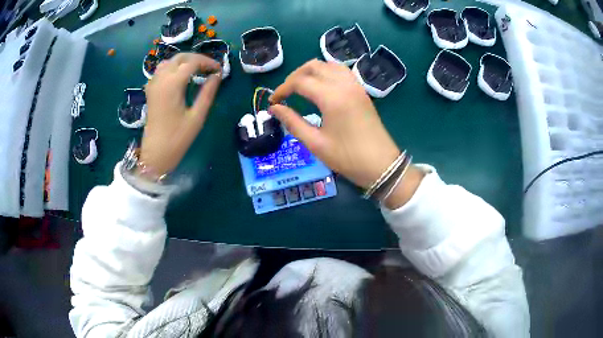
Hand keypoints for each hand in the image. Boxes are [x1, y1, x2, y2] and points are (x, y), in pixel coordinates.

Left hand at [140, 53, 221, 177]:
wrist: (155, 154)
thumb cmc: (177, 138)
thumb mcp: (197, 116)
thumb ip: (207, 93)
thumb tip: (217, 75)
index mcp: (173, 84)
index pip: (192, 62)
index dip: (208, 62)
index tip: (219, 69)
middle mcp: (161, 79)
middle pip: (180, 58)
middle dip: (196, 59)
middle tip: (209, 68)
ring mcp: (153, 84)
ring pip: (169, 62)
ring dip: (183, 62)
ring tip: (196, 70)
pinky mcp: (150, 91)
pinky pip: (160, 71)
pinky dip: (172, 68)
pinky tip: (179, 77)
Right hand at [269, 60, 422, 207]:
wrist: (382, 165)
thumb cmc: (348, 158)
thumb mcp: (315, 143)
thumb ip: (292, 122)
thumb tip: (274, 109)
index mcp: (332, 97)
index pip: (300, 82)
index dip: (282, 89)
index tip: (273, 102)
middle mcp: (344, 85)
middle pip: (313, 66)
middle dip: (295, 76)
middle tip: (285, 93)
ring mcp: (355, 86)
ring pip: (329, 65)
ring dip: (311, 71)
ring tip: (301, 87)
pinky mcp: (361, 91)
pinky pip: (341, 72)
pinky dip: (327, 73)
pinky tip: (321, 86)